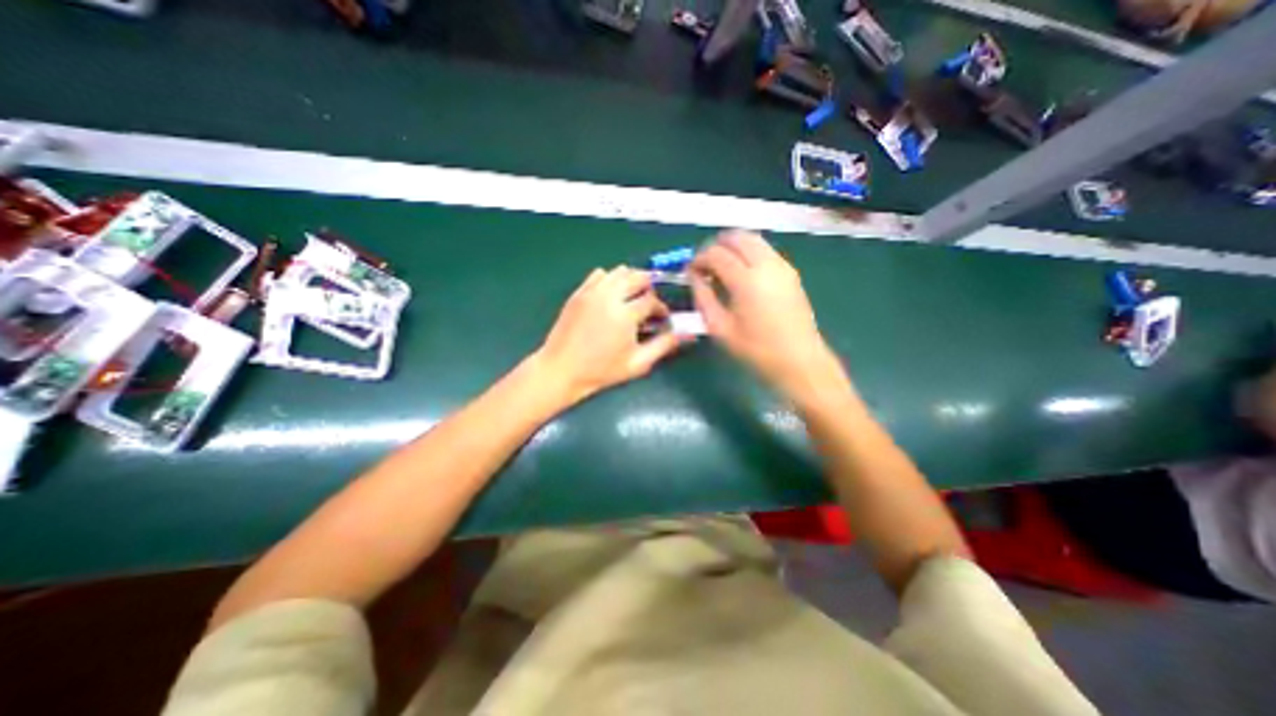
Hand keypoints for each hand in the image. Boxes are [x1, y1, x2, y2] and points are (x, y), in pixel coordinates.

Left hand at [533, 265, 681, 406]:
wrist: (561, 370)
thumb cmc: (601, 370)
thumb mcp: (638, 363)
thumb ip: (664, 345)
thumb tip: (688, 334)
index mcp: (625, 314)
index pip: (652, 300)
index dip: (661, 308)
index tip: (662, 319)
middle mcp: (609, 296)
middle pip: (637, 276)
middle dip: (649, 287)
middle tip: (649, 303)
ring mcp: (591, 292)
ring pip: (618, 271)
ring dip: (630, 280)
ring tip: (632, 298)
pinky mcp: (578, 293)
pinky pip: (599, 274)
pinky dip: (610, 279)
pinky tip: (611, 296)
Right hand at [689, 230, 845, 404]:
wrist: (799, 360)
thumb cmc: (756, 349)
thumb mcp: (719, 328)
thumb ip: (703, 297)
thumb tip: (694, 276)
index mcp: (746, 280)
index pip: (716, 253)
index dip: (699, 259)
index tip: (690, 272)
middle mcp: (766, 264)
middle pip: (736, 237)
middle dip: (716, 246)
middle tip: (704, 266)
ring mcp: (782, 266)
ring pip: (753, 239)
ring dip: (733, 247)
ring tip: (721, 267)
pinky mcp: (791, 272)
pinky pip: (765, 250)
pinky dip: (748, 252)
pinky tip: (741, 273)